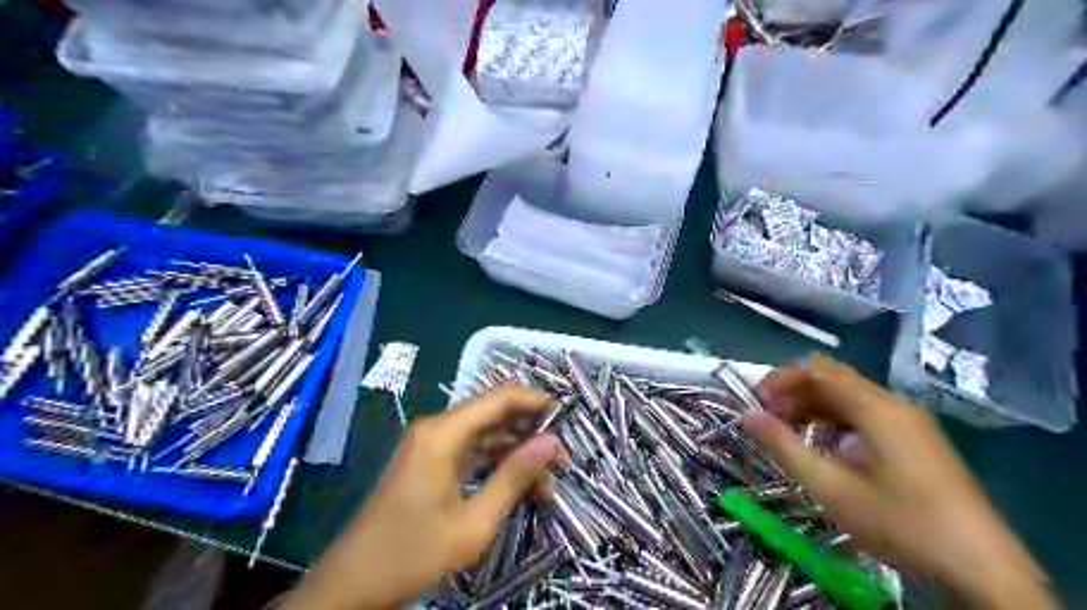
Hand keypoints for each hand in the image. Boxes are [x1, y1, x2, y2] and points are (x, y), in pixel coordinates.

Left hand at [281, 385, 559, 609]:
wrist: (351, 585)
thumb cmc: (412, 553)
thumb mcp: (473, 522)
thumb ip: (514, 477)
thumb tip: (551, 443)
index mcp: (443, 433)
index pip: (500, 398)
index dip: (535, 401)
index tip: (567, 415)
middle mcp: (437, 429)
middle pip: (494, 414)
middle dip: (531, 432)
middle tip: (562, 459)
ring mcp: (430, 445)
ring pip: (485, 434)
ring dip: (516, 452)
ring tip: (547, 481)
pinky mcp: (428, 462)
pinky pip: (471, 452)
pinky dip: (496, 464)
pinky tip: (519, 487)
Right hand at [744, 357, 1058, 609]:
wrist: (981, 567)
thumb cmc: (899, 523)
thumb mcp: (831, 488)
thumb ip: (785, 447)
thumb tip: (746, 415)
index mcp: (876, 408)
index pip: (819, 370)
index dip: (783, 378)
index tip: (758, 401)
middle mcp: (894, 404)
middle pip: (834, 379)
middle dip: (795, 391)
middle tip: (768, 415)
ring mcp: (909, 421)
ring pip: (850, 396)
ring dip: (814, 405)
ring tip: (788, 428)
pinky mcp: (916, 439)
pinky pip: (867, 414)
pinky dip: (836, 419)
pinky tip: (825, 444)